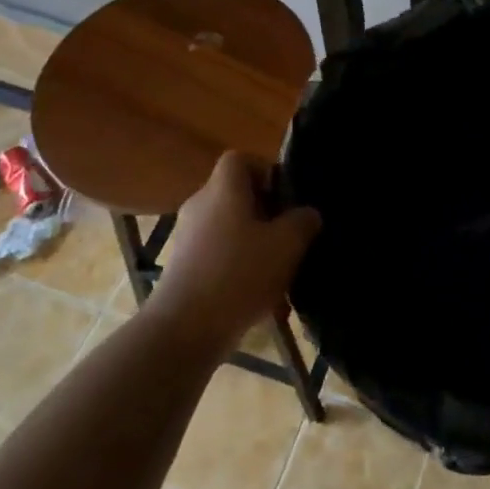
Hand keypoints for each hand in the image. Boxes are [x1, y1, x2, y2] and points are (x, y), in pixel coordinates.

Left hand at [143, 152, 320, 357]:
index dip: (265, 170)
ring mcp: (186, 238)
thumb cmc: (239, 274)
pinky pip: (216, 255)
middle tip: (290, 234)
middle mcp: (199, 205)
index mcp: (222, 189)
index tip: (286, 197)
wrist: (184, 329)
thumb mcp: (286, 245)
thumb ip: (303, 222)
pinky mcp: (182, 268)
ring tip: (278, 269)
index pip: (239, 159)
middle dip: (265, 211)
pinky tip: (257, 295)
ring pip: (228, 227)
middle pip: (235, 195)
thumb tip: (307, 213)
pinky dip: (237, 266)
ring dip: (253, 242)